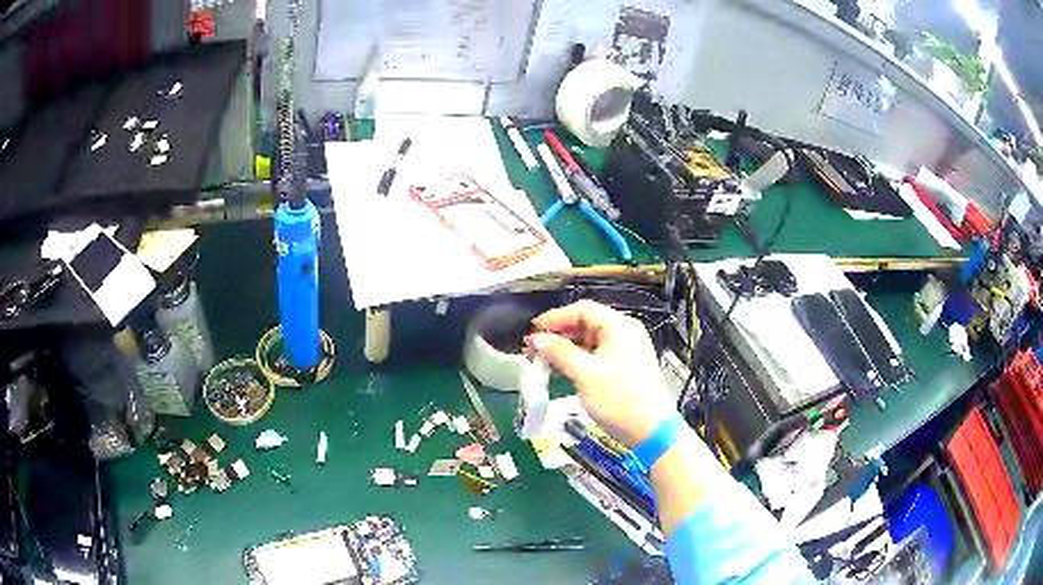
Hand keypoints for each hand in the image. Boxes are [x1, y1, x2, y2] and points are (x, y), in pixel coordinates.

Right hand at [527, 301, 676, 447]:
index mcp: (619, 326)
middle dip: (559, 333)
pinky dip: (579, 357)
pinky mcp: (625, 366)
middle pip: (586, 322)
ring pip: (591, 339)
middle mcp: (625, 332)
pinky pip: (597, 353)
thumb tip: (536, 339)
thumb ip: (559, 352)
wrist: (651, 431)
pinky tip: (562, 368)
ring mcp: (627, 349)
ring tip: (544, 359)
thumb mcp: (585, 375)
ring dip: (567, 346)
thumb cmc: (619, 399)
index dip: (555, 318)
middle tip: (534, 347)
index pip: (582, 309)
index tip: (532, 332)